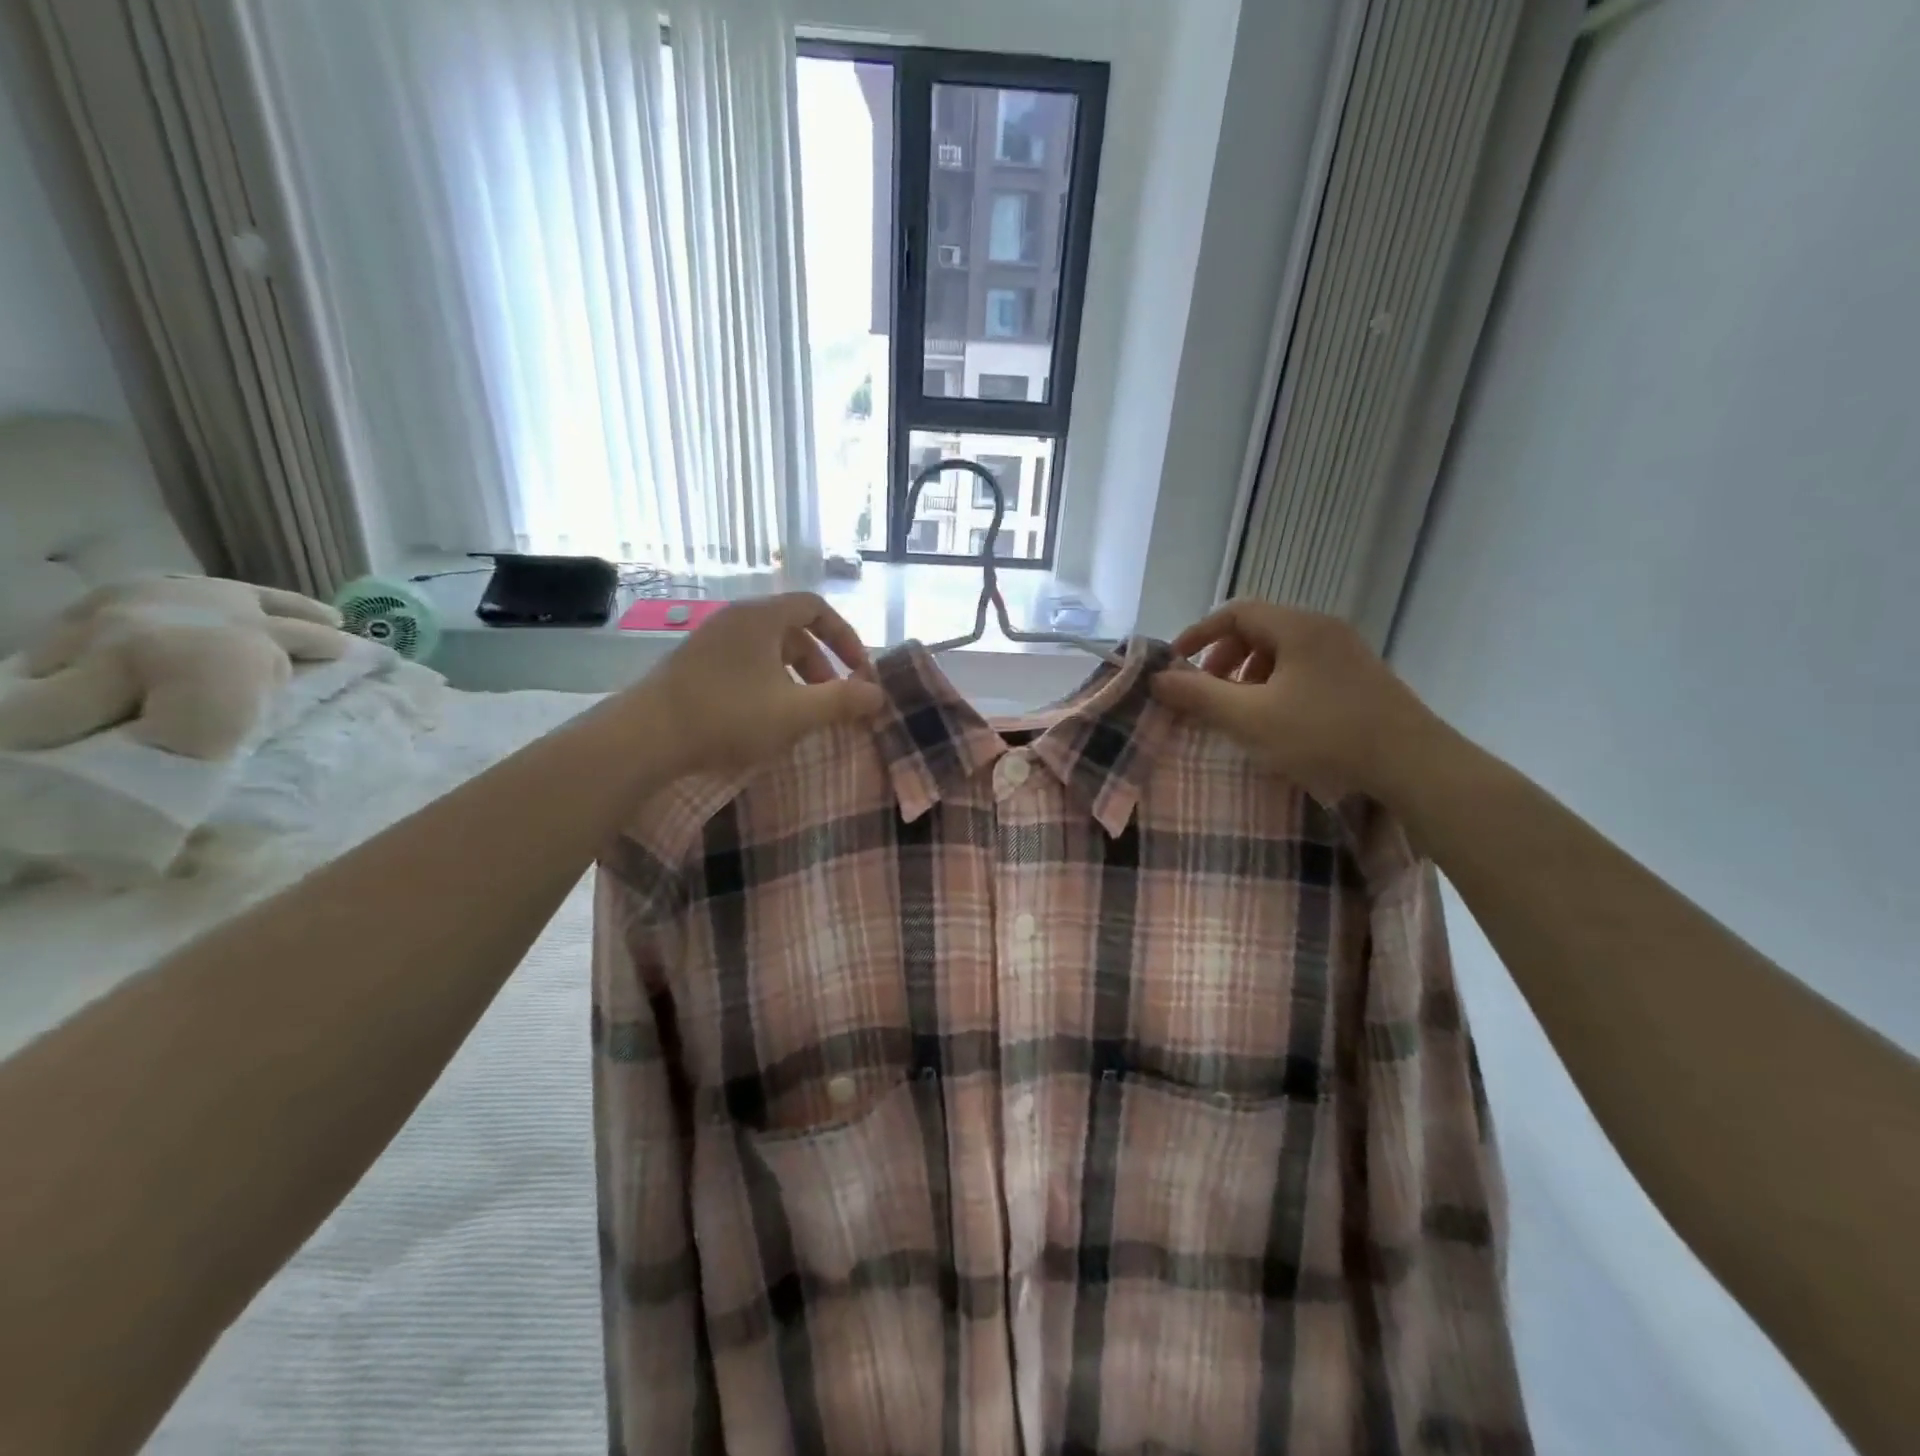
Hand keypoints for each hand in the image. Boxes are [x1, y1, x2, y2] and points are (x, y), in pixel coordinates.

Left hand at [639, 593, 885, 774]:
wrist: (645, 737)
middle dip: (822, 664)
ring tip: (802, 714)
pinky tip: (766, 718)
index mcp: (761, 617)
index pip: (816, 607)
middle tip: (833, 699)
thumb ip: (841, 701)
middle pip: (793, 630)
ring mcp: (711, 642)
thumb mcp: (795, 712)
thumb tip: (878, 694)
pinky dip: (768, 684)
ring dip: (795, 677)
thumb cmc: (728, 716)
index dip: (845, 636)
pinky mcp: (694, 666)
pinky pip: (745, 665)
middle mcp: (735, 620)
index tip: (859, 671)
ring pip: (768, 651)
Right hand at [1152, 599, 1444, 802]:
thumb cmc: (1323, 734)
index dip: (1199, 633)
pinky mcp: (1360, 678)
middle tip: (1208, 691)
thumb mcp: (1249, 718)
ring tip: (1240, 709)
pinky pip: (1305, 668)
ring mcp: (1346, 653)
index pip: (1235, 612)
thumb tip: (1157, 679)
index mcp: (1297, 627)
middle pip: (1259, 629)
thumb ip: (1199, 696)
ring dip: (1250, 674)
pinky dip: (1277, 685)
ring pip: (1282, 651)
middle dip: (1224, 658)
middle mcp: (1323, 629)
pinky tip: (1277, 720)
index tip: (1177, 663)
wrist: (1411, 764)